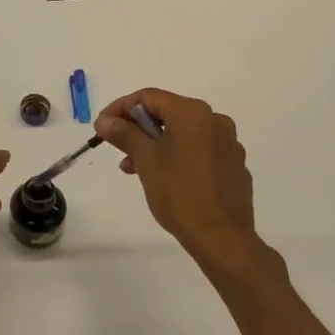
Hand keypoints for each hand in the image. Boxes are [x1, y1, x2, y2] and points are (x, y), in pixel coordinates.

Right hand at [96, 89, 261, 267]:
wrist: (222, 237)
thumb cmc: (179, 193)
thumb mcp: (145, 160)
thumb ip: (124, 134)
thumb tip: (105, 120)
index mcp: (192, 113)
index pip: (148, 97)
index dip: (120, 109)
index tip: (101, 127)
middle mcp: (214, 120)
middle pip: (167, 113)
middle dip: (137, 128)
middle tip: (116, 147)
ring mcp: (227, 143)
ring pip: (182, 133)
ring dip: (154, 144)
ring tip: (134, 168)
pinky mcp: (233, 165)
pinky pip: (198, 150)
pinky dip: (176, 156)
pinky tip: (163, 178)